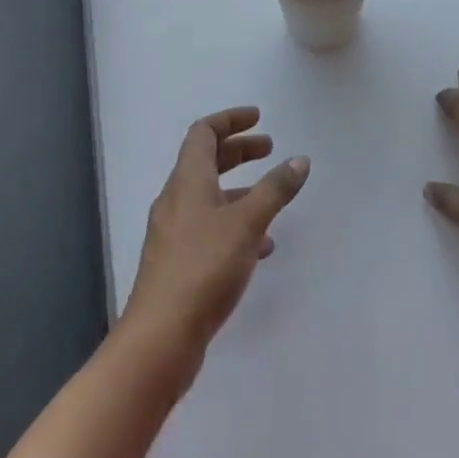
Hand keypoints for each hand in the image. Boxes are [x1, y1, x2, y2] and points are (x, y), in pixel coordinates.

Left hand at [123, 107, 309, 358]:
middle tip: (269, 150)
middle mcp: (175, 201)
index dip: (230, 120)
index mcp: (187, 181)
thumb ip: (275, 189)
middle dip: (238, 151)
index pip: (203, 133)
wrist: (159, 340)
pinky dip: (233, 223)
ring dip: (238, 189)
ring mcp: (173, 234)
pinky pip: (208, 227)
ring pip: (208, 197)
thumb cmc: (203, 268)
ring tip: (271, 199)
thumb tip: (299, 160)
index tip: (258, 118)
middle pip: (205, 161)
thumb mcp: (248, 223)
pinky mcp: (177, 264)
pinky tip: (260, 246)